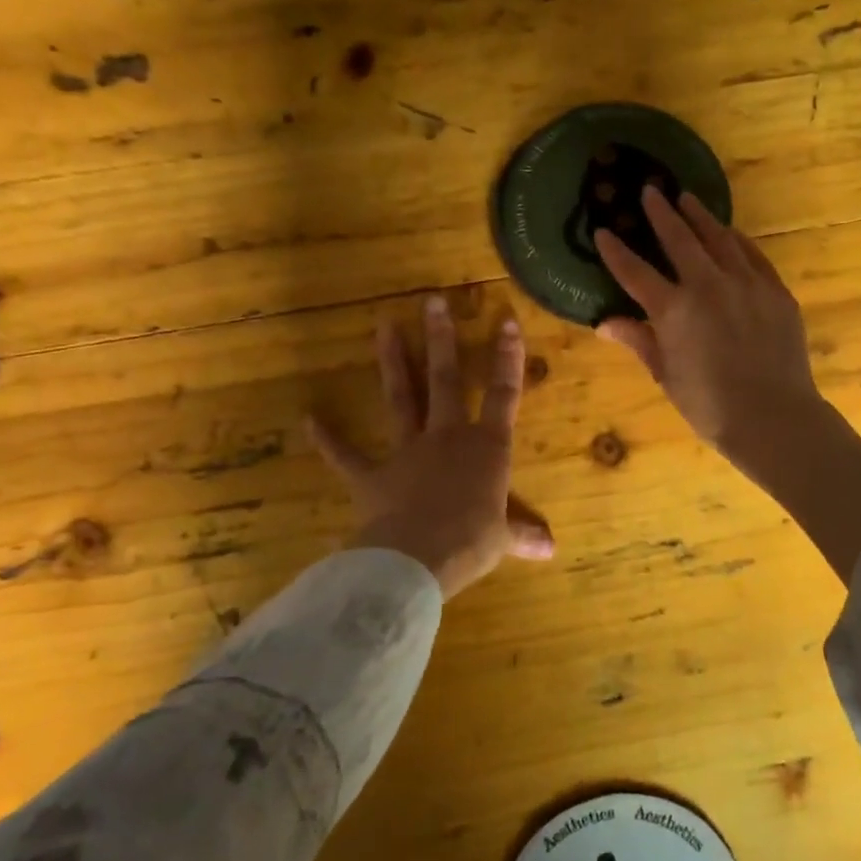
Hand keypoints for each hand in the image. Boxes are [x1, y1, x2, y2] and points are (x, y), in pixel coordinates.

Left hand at [308, 297, 553, 598]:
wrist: (418, 559)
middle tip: (432, 301)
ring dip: (394, 362)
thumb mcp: (502, 539)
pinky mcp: (373, 475)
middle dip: (442, 339)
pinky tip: (309, 420)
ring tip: (385, 326)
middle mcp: (447, 437)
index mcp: (486, 447)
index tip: (506, 320)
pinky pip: (347, 456)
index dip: (507, 358)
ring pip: (402, 398)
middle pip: (446, 379)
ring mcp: (407, 452)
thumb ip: (522, 533)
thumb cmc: (471, 542)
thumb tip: (551, 549)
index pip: (503, 394)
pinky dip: (329, 439)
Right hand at [593, 188, 823, 468]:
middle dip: (661, 212)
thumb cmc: (710, 406)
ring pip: (719, 238)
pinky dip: (737, 240)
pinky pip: (752, 255)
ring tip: (687, 198)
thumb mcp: (666, 376)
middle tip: (650, 190)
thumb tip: (604, 323)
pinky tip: (729, 232)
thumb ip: (639, 341)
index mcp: (673, 310)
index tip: (602, 230)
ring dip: (700, 216)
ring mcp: (746, 284)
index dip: (615, 251)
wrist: (773, 418)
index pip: (635, 271)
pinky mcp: (775, 291)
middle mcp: (708, 286)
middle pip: (679, 239)